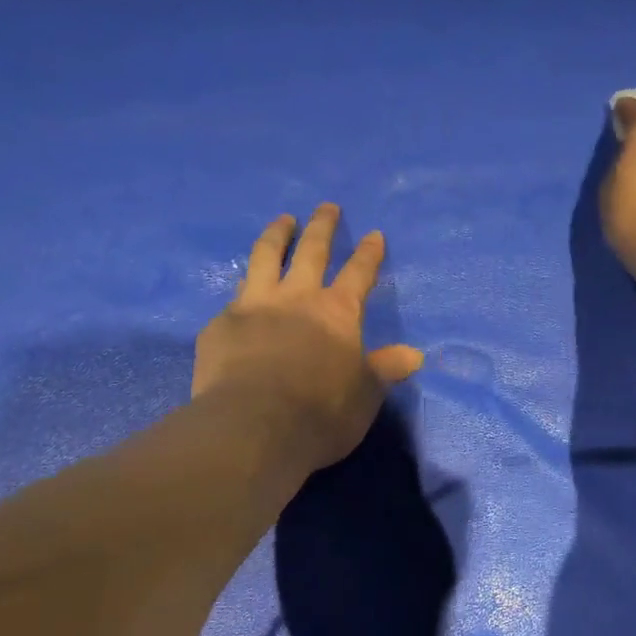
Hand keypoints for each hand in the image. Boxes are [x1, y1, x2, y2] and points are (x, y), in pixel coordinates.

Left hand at [193, 204, 423, 471]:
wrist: (252, 428)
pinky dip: (243, 290)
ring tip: (282, 221)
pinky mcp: (221, 325)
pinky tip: (240, 294)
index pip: (359, 273)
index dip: (369, 254)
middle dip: (323, 226)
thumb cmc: (321, 413)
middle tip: (327, 207)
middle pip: (311, 251)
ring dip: (276, 235)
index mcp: (337, 313)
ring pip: (265, 258)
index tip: (374, 234)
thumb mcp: (365, 395)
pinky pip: (234, 298)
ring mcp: (254, 306)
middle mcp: (297, 298)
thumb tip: (414, 355)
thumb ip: (385, 370)